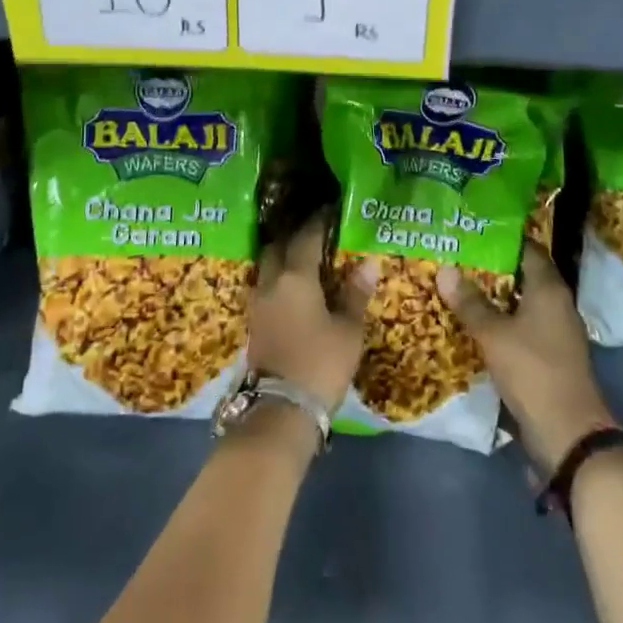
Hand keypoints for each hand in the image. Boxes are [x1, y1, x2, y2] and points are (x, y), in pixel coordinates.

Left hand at [249, 210, 376, 414]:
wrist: (280, 411)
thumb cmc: (321, 363)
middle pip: (278, 247)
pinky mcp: (254, 323)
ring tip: (306, 259)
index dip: (318, 222)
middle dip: (294, 236)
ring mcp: (258, 303)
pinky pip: (266, 287)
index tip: (329, 211)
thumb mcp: (348, 330)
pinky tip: (294, 288)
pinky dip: (279, 280)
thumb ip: (355, 294)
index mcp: (295, 277)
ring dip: (283, 258)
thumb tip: (368, 262)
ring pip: (268, 268)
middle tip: (315, 233)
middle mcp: (271, 282)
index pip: (306, 238)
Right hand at [438, 241, 613, 472]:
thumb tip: (445, 269)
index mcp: (549, 288)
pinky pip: (524, 326)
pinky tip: (477, 324)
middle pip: (524, 275)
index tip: (473, 232)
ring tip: (460, 287)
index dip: (502, 239)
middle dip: (493, 268)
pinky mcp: (551, 355)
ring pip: (523, 302)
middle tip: (458, 258)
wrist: (567, 431)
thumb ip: (470, 302)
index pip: (528, 248)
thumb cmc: (532, 370)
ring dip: (496, 297)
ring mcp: (556, 331)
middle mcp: (557, 303)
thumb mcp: (493, 334)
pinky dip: (503, 321)